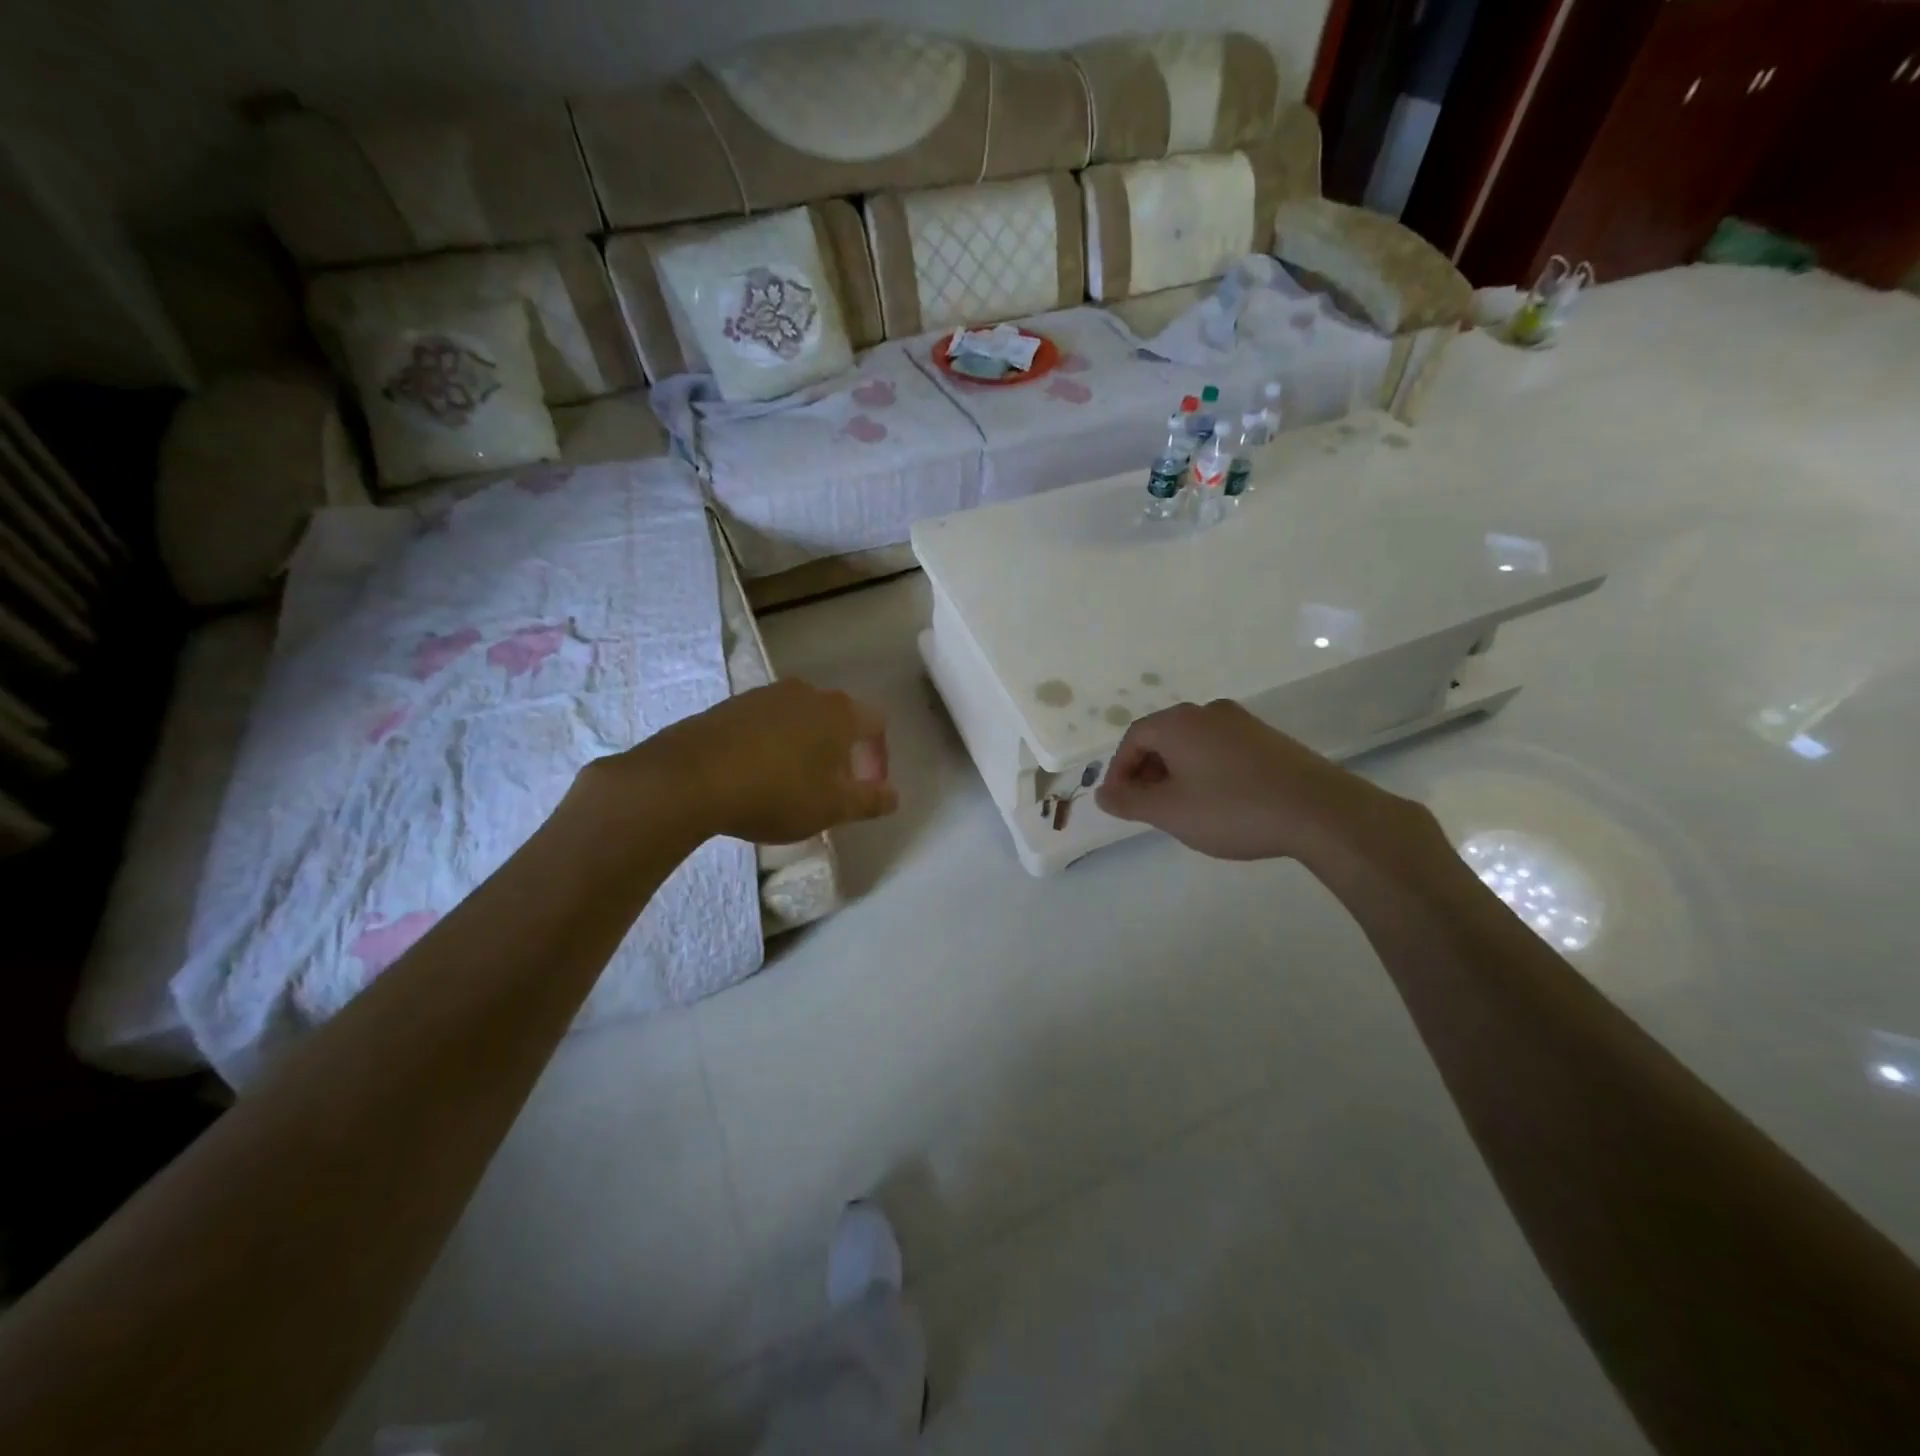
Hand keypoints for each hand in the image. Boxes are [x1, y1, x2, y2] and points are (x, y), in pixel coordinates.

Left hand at [594, 679, 895, 846]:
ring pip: (799, 719)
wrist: (690, 778)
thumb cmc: (777, 792)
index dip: (878, 756)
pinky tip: (755, 775)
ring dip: (804, 747)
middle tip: (830, 788)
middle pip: (837, 719)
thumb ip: (870, 800)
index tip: (866, 787)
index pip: (876, 724)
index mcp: (840, 712)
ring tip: (790, 784)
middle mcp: (806, 693)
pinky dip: (771, 745)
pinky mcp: (730, 705)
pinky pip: (765, 724)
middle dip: (840, 752)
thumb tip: (894, 796)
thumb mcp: (833, 808)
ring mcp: (765, 695)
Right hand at [1094, 700, 1429, 864]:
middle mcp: (1208, 712)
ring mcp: (1243, 723)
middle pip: (1163, 738)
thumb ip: (1129, 801)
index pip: (1133, 738)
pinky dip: (1206, 771)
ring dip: (1177, 773)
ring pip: (1193, 744)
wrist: (1319, 811)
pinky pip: (1221, 750)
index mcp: (1179, 723)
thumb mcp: (1170, 812)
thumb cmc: (1232, 809)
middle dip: (1147, 772)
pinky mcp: (1268, 739)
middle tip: (1147, 808)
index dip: (1119, 771)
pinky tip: (1218, 802)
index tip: (1120, 803)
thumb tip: (1103, 793)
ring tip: (1181, 808)